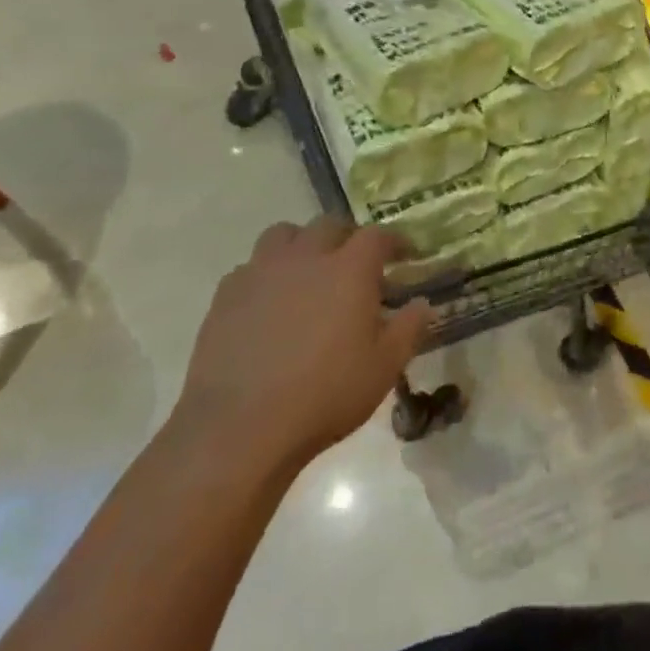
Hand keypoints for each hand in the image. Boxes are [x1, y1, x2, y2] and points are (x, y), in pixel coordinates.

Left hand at [172, 217, 430, 470]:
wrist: (239, 426)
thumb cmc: (324, 394)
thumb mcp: (383, 367)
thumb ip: (409, 329)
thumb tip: (423, 304)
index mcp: (349, 269)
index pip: (377, 236)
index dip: (395, 240)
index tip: (405, 253)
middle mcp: (305, 257)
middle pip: (329, 225)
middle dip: (347, 237)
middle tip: (356, 261)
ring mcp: (261, 272)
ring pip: (283, 235)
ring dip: (302, 244)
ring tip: (308, 271)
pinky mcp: (226, 295)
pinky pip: (250, 268)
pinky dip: (266, 275)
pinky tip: (269, 303)